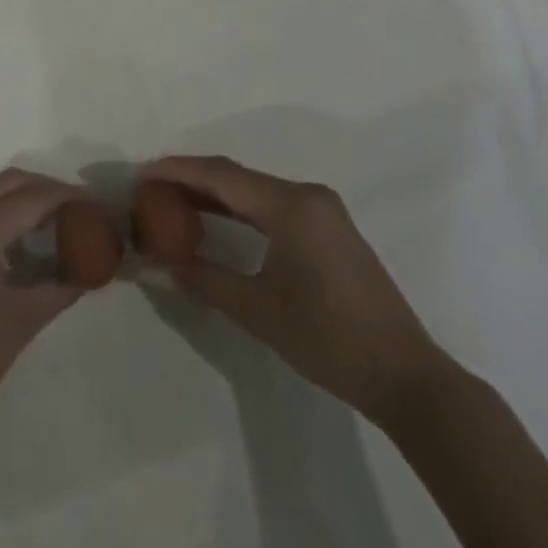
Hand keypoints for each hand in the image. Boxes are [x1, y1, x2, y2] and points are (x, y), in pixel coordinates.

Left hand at [0, 168, 86, 432]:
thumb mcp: (23, 320)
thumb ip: (60, 287)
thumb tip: (91, 272)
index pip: (32, 198)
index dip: (65, 196)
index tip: (92, 201)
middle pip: (7, 181)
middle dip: (43, 187)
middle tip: (73, 207)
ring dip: (15, 190)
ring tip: (45, 215)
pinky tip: (12, 230)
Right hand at [141, 154, 453, 426]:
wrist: (406, 376)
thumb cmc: (329, 340)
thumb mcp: (258, 311)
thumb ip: (207, 279)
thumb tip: (163, 263)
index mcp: (291, 206)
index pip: (222, 177)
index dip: (178, 171)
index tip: (142, 173)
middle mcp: (307, 194)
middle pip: (237, 176)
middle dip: (192, 178)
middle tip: (151, 186)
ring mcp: (322, 209)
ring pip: (255, 188)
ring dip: (215, 193)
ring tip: (173, 199)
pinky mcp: (328, 227)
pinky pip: (272, 203)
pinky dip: (240, 207)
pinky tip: (216, 218)